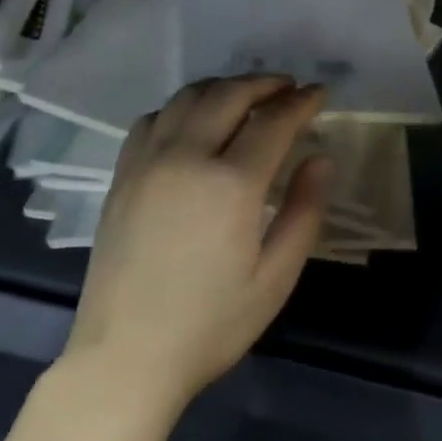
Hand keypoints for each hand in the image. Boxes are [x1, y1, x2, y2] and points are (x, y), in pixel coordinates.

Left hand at [65, 75, 331, 406]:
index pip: (273, 121)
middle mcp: (185, 158)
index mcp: (230, 184)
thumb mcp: (276, 277)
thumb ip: (304, 211)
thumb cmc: (211, 324)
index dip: (301, 102)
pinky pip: (152, 119)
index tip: (319, 93)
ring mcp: (146, 162)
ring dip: (223, 88)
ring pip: (187, 98)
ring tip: (246, 97)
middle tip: (287, 87)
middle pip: (228, 95)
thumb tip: (320, 159)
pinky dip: (181, 107)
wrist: (125, 356)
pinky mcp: (121, 175)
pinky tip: (192, 123)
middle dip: (263, 84)